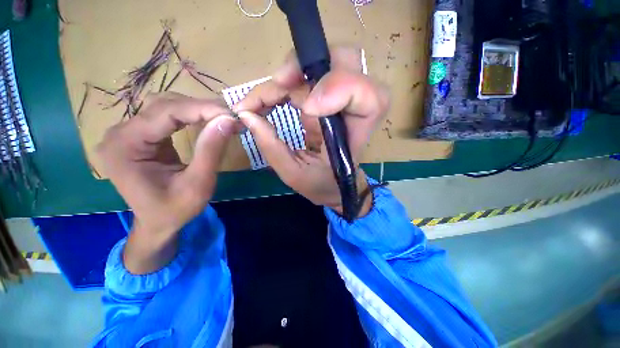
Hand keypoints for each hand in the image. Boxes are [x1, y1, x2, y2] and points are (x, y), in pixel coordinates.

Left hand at [97, 93, 235, 272]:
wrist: (157, 223)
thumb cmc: (175, 210)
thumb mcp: (198, 184)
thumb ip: (211, 151)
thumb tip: (228, 120)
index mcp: (125, 147)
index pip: (165, 113)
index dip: (202, 109)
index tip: (232, 114)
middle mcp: (119, 133)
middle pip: (164, 105)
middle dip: (201, 108)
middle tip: (231, 116)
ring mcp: (127, 133)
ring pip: (165, 107)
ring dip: (197, 109)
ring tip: (222, 117)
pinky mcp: (139, 136)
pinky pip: (166, 117)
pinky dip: (190, 116)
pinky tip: (206, 120)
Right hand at [233, 47, 388, 216]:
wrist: (334, 186)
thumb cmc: (322, 185)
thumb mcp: (295, 174)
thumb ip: (272, 148)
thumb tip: (248, 115)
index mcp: (355, 134)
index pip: (368, 95)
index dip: (339, 87)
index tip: (307, 108)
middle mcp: (352, 110)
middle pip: (344, 61)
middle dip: (306, 67)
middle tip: (278, 85)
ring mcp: (338, 101)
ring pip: (320, 64)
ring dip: (288, 76)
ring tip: (260, 101)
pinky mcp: (324, 100)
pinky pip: (304, 78)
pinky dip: (282, 85)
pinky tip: (266, 100)